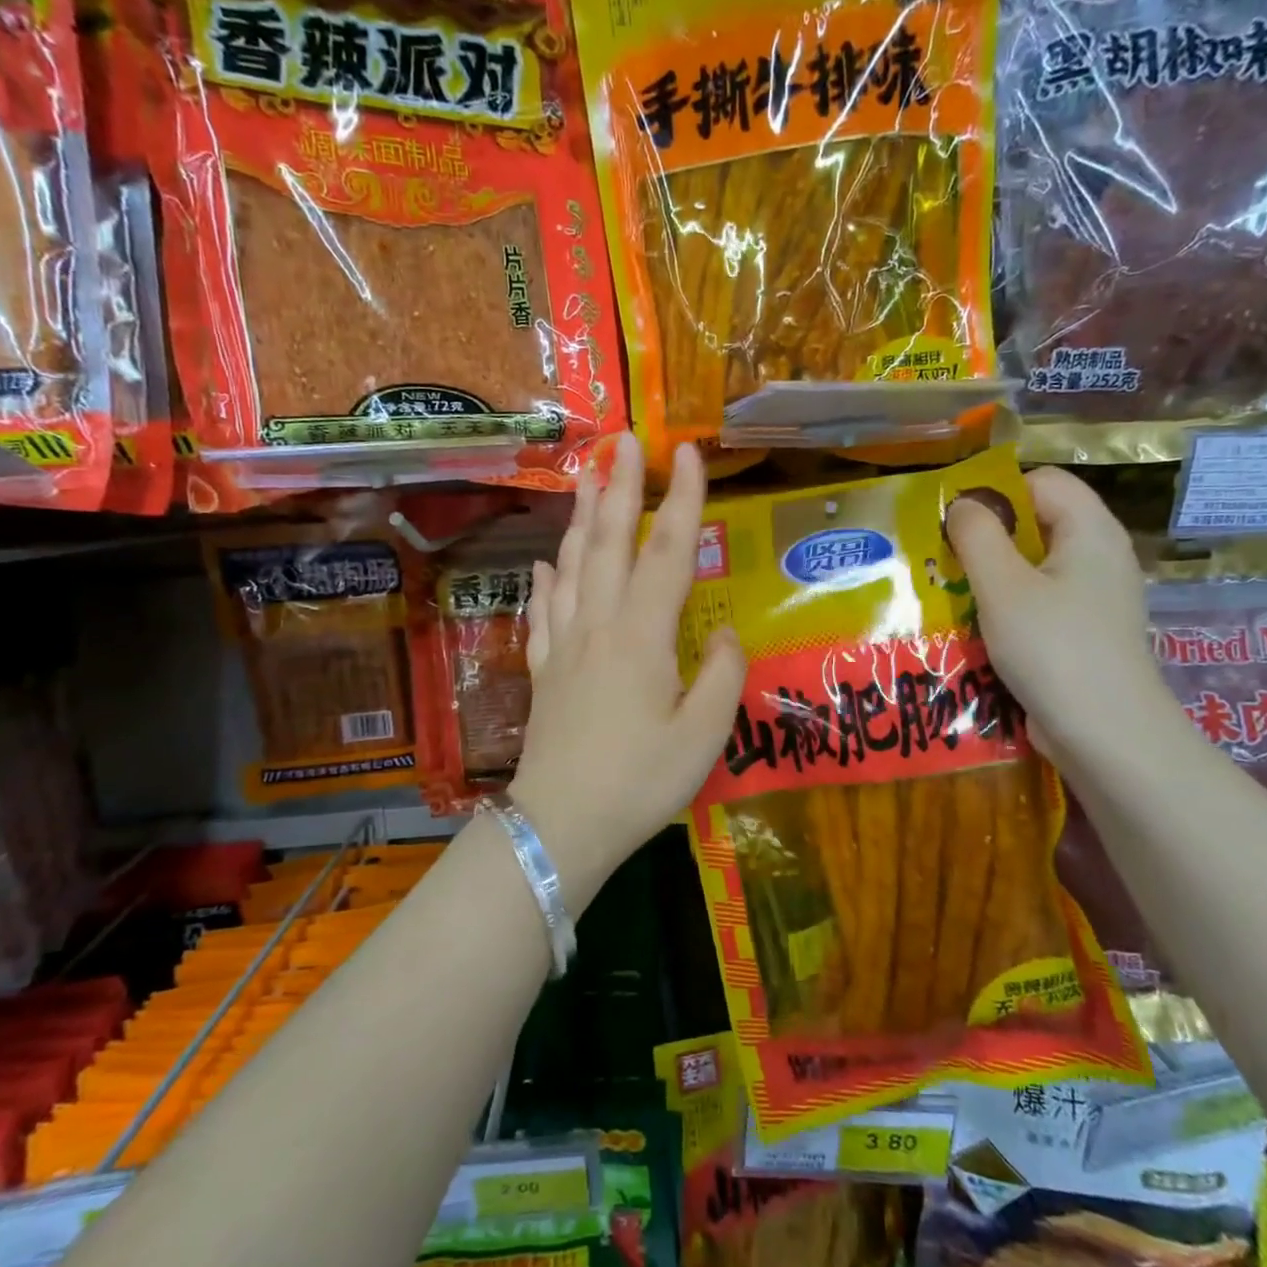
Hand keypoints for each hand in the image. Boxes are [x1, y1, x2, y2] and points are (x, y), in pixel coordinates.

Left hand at [509, 434, 745, 911]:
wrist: (561, 826)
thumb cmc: (639, 783)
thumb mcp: (702, 736)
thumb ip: (721, 676)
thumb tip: (724, 636)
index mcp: (642, 637)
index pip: (667, 554)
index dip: (682, 502)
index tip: (688, 453)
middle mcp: (599, 627)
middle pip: (609, 544)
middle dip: (618, 488)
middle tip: (621, 441)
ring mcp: (565, 647)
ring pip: (571, 568)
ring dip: (580, 520)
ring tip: (584, 480)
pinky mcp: (545, 672)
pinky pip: (542, 615)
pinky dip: (544, 583)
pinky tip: (543, 565)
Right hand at [945, 466, 1179, 774]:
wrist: (1107, 736)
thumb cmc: (1053, 649)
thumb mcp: (1003, 587)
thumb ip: (977, 536)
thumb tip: (963, 504)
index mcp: (1090, 531)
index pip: (1041, 481)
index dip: (996, 492)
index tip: (953, 522)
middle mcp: (1099, 556)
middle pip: (1037, 523)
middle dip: (986, 538)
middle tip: (942, 559)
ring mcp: (1094, 598)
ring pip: (1033, 567)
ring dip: (990, 577)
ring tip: (950, 594)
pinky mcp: (1084, 632)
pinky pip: (1039, 602)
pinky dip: (1007, 608)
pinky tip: (976, 629)